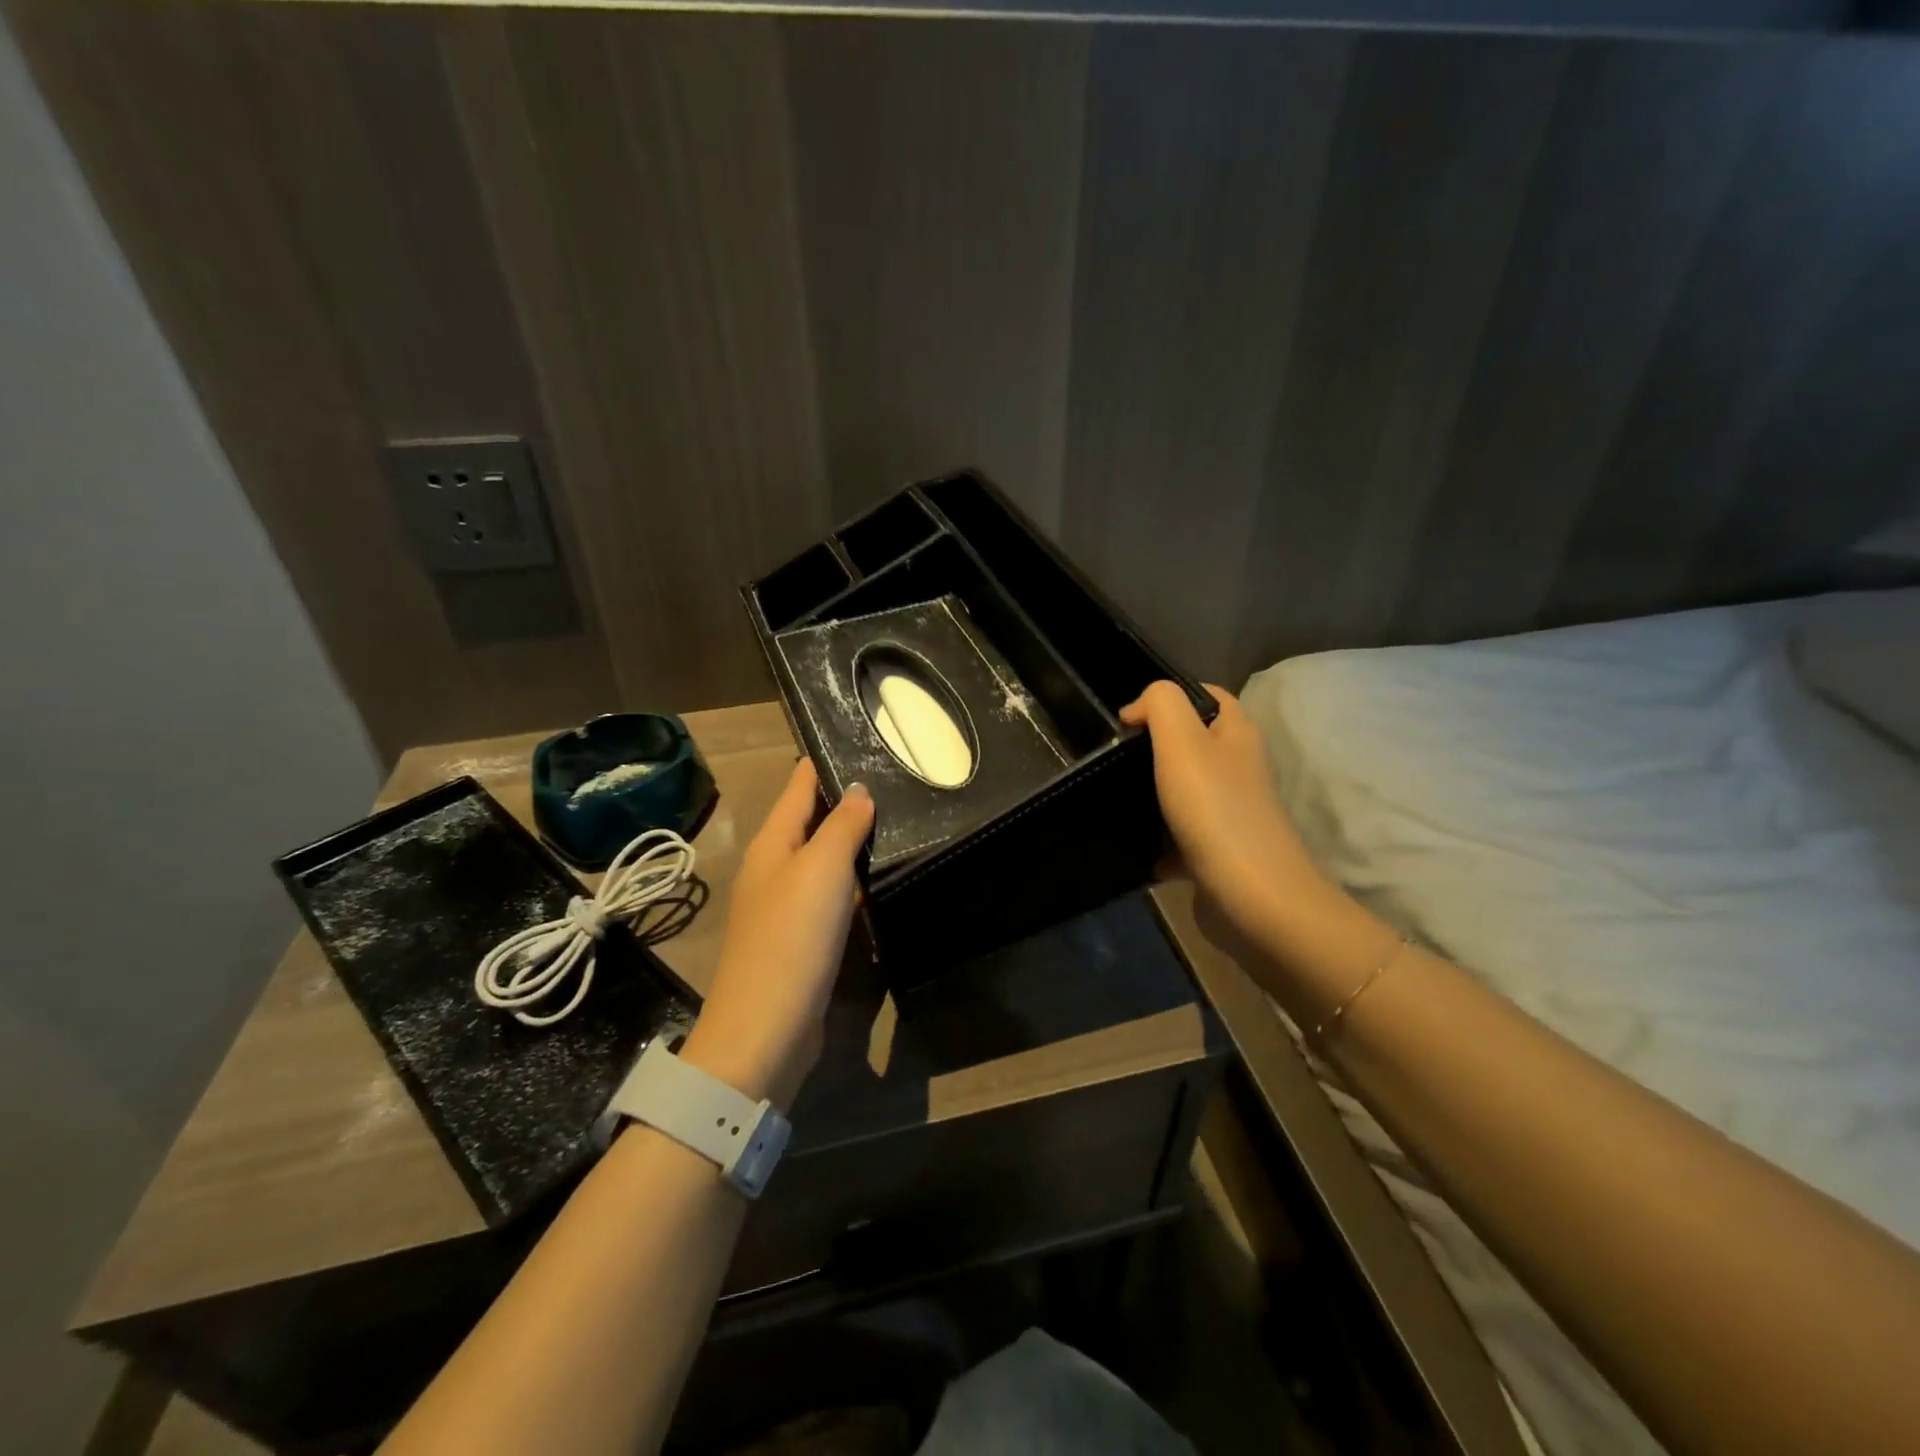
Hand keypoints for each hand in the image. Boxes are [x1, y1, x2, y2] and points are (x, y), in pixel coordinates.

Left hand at [678, 760, 873, 1110]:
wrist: (765, 1030)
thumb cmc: (791, 937)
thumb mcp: (820, 870)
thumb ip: (842, 826)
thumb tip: (858, 787)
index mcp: (772, 843)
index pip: (799, 786)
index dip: (824, 761)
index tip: (861, 738)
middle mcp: (774, 868)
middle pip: (811, 821)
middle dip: (846, 800)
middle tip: (896, 779)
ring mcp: (785, 906)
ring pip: (823, 860)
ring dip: (852, 842)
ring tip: (898, 821)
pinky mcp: (801, 940)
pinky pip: (832, 897)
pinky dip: (854, 882)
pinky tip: (881, 880)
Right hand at [1120, 682, 1328, 935]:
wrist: (1254, 898)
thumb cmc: (1215, 810)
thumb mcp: (1182, 742)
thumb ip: (1161, 705)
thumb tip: (1139, 708)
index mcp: (1238, 733)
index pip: (1206, 695)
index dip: (1166, 699)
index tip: (1127, 723)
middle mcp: (1240, 767)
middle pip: (1193, 743)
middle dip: (1154, 748)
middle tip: (1117, 761)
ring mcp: (1233, 810)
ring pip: (1185, 789)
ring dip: (1154, 795)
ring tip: (1120, 800)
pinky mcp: (1222, 850)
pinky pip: (1183, 836)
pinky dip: (1160, 841)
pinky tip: (1138, 849)